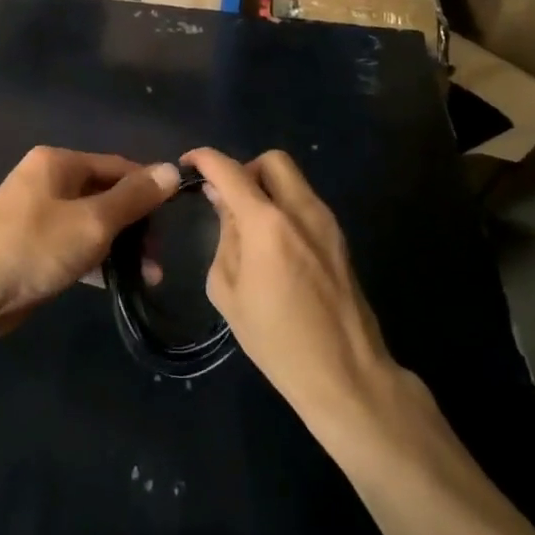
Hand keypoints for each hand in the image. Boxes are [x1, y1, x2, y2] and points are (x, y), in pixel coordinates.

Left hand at [0, 148, 179, 334]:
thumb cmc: (33, 247)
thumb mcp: (93, 221)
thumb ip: (134, 197)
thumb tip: (172, 168)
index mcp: (59, 163)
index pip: (118, 166)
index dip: (149, 190)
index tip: (176, 220)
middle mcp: (48, 180)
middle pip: (106, 195)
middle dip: (136, 225)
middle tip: (158, 258)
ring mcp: (38, 214)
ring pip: (92, 223)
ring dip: (121, 247)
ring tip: (149, 277)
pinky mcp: (33, 245)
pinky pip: (75, 244)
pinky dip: (97, 259)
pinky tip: (119, 283)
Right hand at [185, 148, 398, 431]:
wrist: (346, 375)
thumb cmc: (276, 341)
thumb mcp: (228, 292)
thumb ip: (223, 237)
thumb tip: (223, 203)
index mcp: (267, 224)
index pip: (230, 170)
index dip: (204, 158)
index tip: (188, 164)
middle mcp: (301, 211)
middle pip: (272, 160)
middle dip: (244, 169)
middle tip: (227, 198)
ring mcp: (326, 223)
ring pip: (293, 180)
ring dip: (266, 188)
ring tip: (248, 225)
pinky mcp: (340, 239)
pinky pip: (305, 203)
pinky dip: (284, 207)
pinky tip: (273, 244)